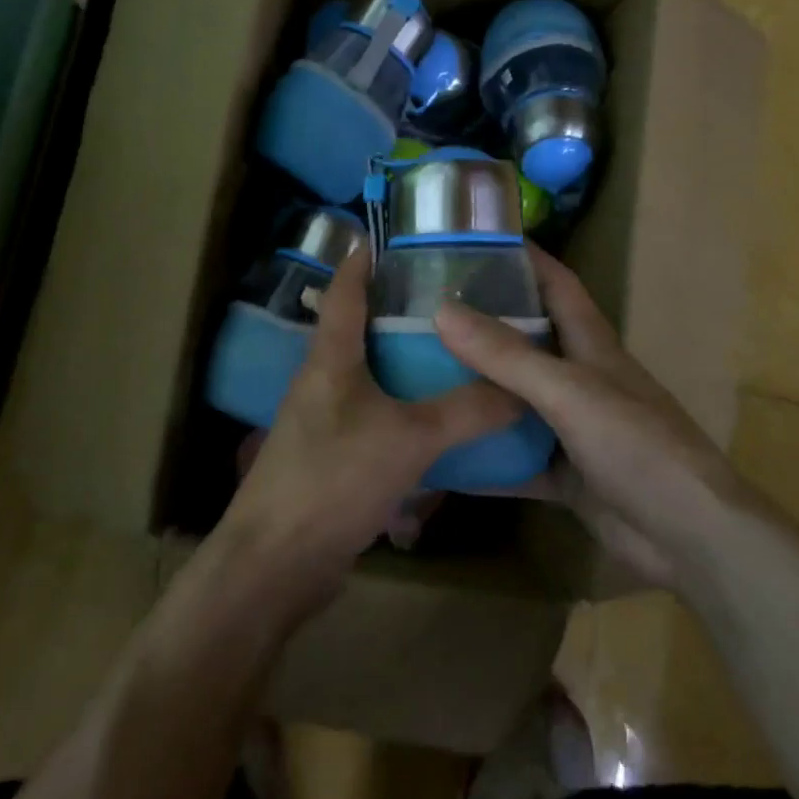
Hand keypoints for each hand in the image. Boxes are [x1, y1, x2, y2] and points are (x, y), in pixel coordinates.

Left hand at [215, 247, 520, 621]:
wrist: (276, 563)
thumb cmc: (333, 480)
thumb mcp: (408, 439)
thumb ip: (465, 411)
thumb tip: (522, 387)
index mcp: (330, 359)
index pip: (345, 290)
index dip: (365, 258)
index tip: (397, 235)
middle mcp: (323, 382)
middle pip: (361, 331)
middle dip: (402, 312)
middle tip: (455, 299)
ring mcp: (325, 423)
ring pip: (372, 380)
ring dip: (408, 367)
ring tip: (458, 356)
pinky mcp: (335, 460)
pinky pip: (377, 423)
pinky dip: (407, 416)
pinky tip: (443, 426)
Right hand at [435, 246, 741, 585]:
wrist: (690, 538)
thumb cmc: (638, 447)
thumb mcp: (569, 393)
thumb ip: (507, 356)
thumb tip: (442, 309)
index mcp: (592, 346)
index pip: (557, 285)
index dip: (525, 258)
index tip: (477, 239)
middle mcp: (581, 381)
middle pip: (528, 342)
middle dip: (483, 326)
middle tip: (423, 314)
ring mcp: (574, 430)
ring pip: (517, 403)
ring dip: (478, 394)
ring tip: (420, 378)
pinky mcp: (567, 476)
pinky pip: (516, 460)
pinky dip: (485, 460)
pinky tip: (443, 458)